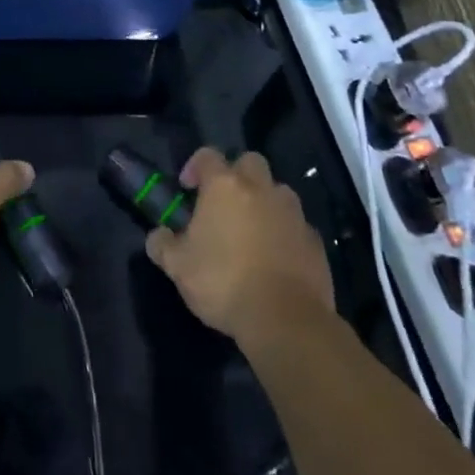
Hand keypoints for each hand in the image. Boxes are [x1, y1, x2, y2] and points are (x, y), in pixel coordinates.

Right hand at [145, 149, 333, 342]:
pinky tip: (275, 257)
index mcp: (225, 186)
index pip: (208, 155)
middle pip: (250, 162)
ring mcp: (293, 214)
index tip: (187, 188)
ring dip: (264, 202)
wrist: (285, 320)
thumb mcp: (178, 267)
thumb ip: (163, 245)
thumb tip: (159, 236)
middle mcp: (261, 189)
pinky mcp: (315, 241)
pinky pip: (296, 225)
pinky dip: (285, 232)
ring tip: (251, 230)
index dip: (195, 166)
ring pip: (278, 191)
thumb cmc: (223, 282)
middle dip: (236, 174)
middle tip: (223, 202)